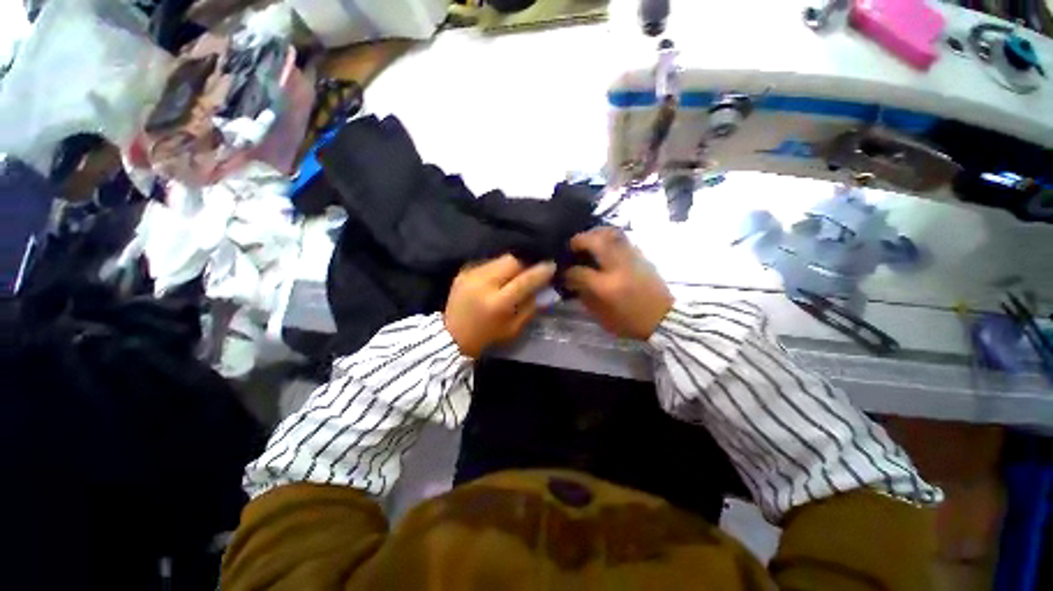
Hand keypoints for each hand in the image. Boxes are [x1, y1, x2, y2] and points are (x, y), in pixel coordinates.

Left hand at [444, 255, 556, 357]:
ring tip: (516, 273)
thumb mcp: (513, 328)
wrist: (451, 336)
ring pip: (499, 259)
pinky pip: (488, 262)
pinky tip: (499, 277)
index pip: (524, 281)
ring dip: (512, 264)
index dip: (540, 272)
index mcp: (497, 303)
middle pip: (511, 261)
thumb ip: (531, 307)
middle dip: (526, 263)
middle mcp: (483, 284)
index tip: (552, 265)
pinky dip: (498, 267)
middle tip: (532, 269)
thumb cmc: (486, 336)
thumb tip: (545, 289)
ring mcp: (471, 275)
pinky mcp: (463, 271)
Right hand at [565, 228, 672, 339]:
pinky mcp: (642, 255)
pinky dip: (609, 237)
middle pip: (595, 241)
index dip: (567, 271)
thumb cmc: (630, 322)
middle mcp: (618, 267)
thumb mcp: (602, 316)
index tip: (563, 272)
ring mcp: (632, 258)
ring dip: (595, 233)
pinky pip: (622, 238)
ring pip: (611, 233)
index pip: (579, 271)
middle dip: (579, 240)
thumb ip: (585, 296)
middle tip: (572, 245)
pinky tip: (605, 245)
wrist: (664, 319)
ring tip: (588, 240)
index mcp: (607, 286)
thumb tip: (572, 281)